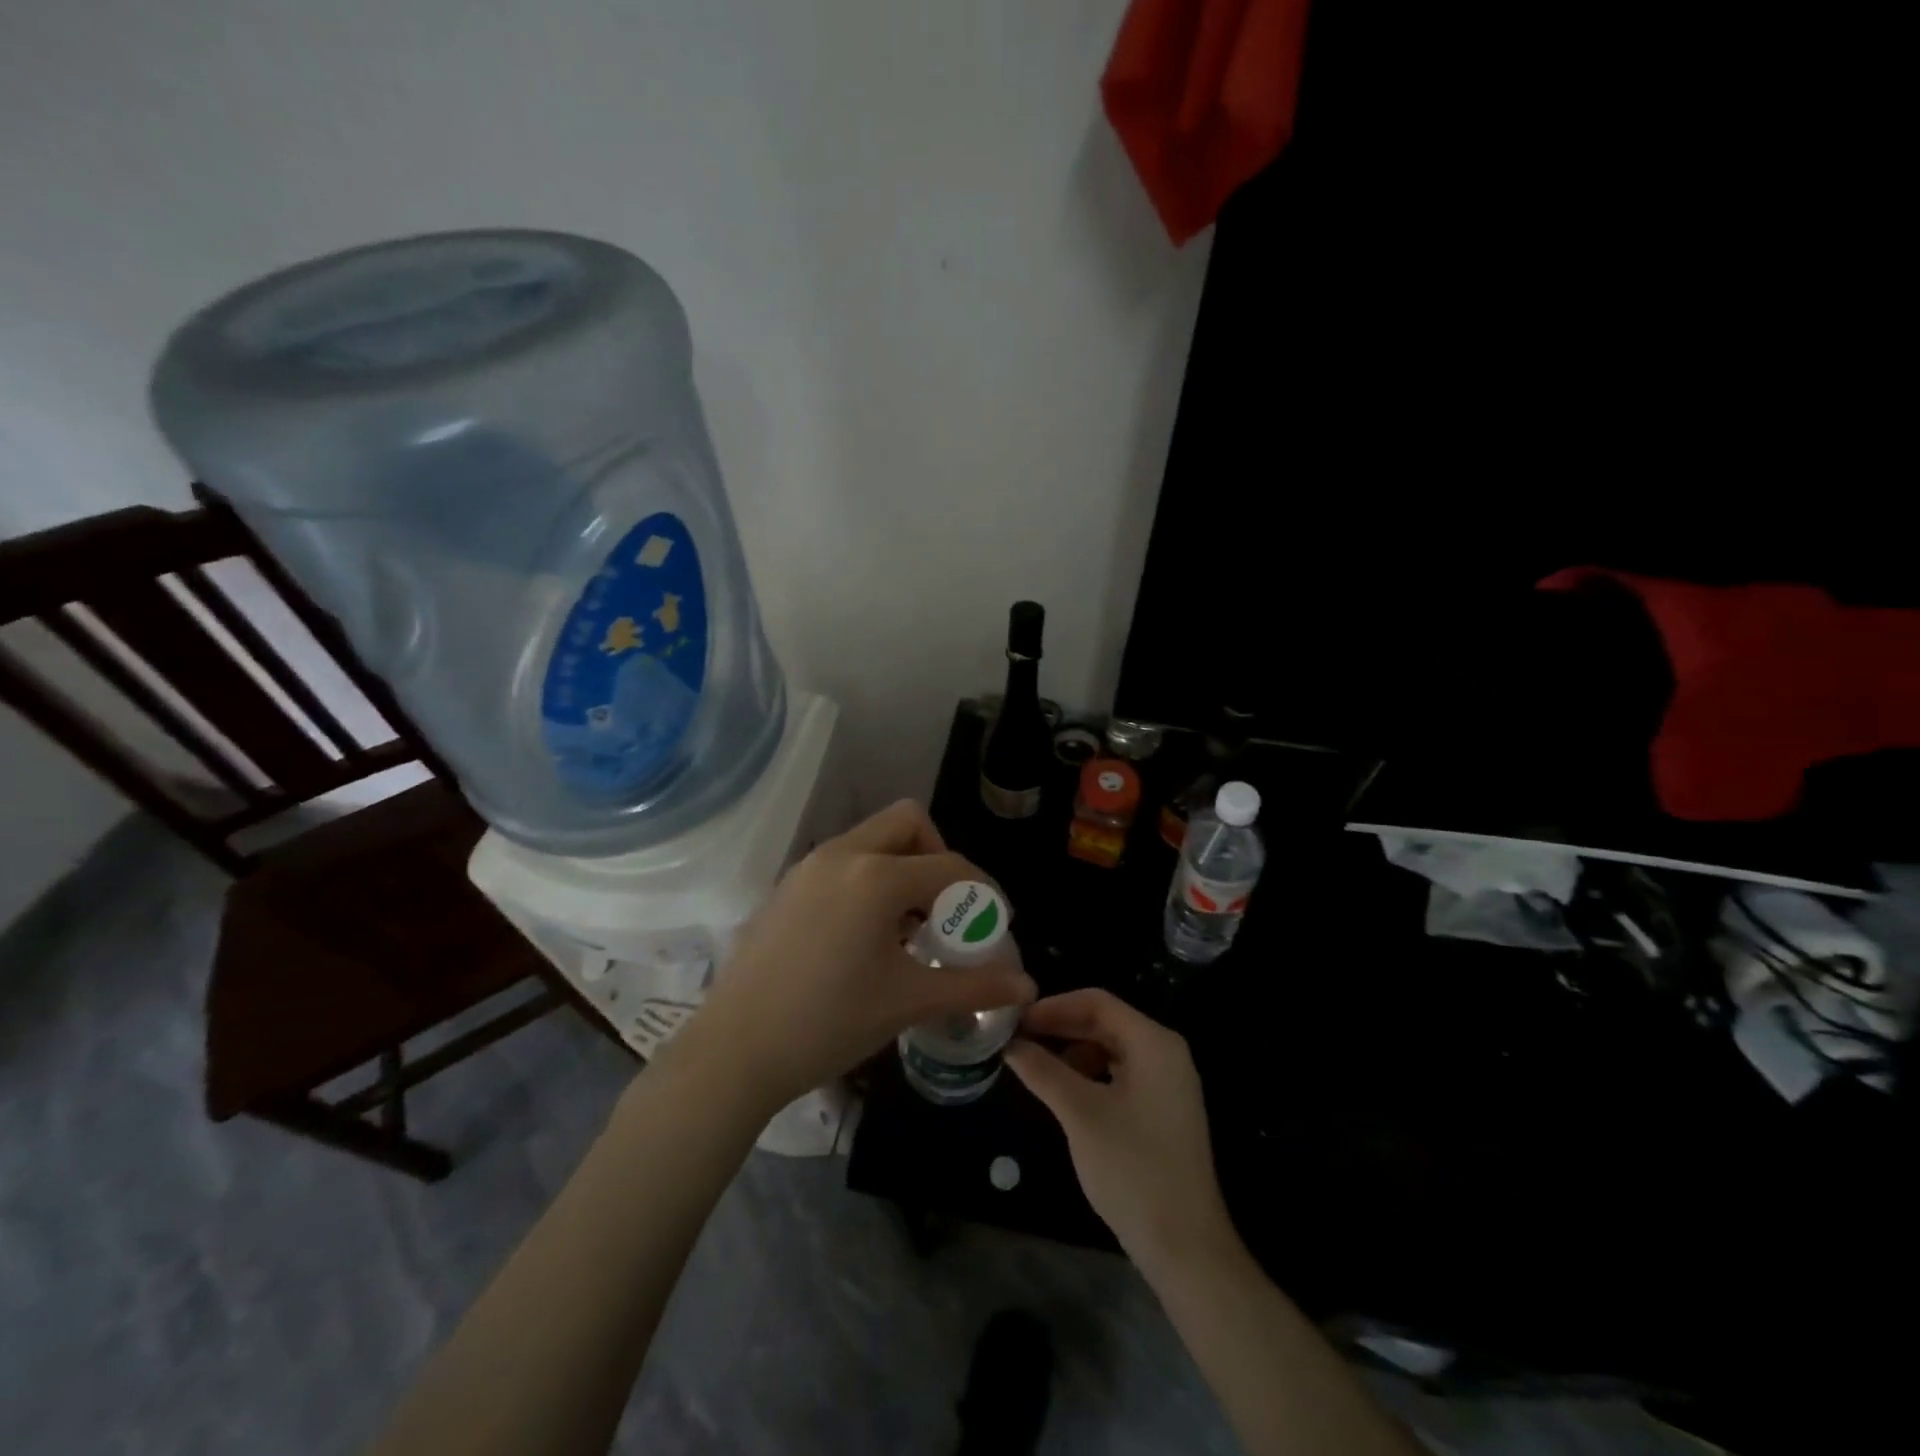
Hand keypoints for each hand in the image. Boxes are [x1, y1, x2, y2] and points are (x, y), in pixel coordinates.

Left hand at [689, 800, 1036, 1113]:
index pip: (949, 865)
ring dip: (902, 868)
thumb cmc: (829, 1022)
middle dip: (937, 856)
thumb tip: (1027, 988)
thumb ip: (974, 987)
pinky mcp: (786, 887)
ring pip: (871, 840)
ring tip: (909, 928)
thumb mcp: (908, 1001)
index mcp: (875, 877)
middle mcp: (841, 855)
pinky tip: (865, 936)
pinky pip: (843, 862)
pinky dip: (869, 880)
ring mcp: (807, 868)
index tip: (995, 924)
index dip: (983, 892)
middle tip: (946, 908)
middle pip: (907, 823)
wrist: (734, 1052)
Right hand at [1004, 989, 1238, 1279]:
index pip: (1097, 1002)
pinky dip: (1089, 1074)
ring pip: (1111, 1048)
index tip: (1016, 1021)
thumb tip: (1010, 1044)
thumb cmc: (1132, 1170)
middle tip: (1018, 1040)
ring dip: (1072, 1051)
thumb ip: (1043, 1071)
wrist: (1185, 1247)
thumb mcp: (1080, 1114)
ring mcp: (1168, 1082)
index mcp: (1154, 1042)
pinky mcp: (1163, 1108)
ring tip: (1035, 1067)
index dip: (1053, 1007)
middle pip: (1105, 1022)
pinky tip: (1063, 1092)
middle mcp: (1165, 1052)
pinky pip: (1120, 1073)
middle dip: (1060, 1028)